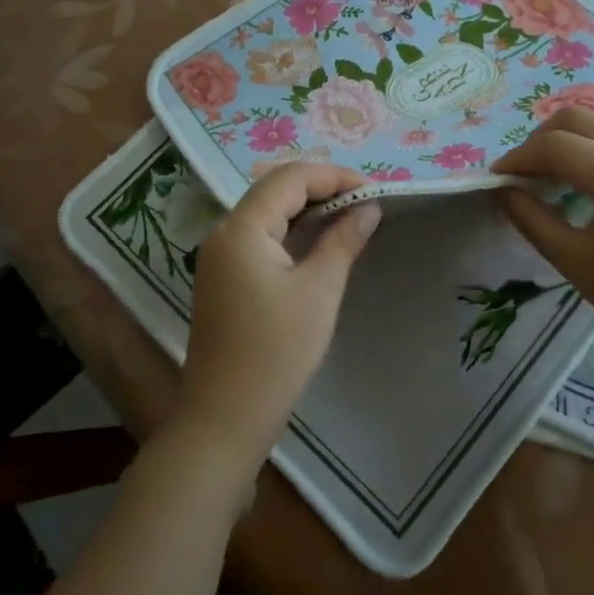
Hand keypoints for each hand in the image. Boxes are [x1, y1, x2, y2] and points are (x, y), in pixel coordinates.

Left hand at [173, 164, 380, 474]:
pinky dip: (292, 232)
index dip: (334, 176)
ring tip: (350, 218)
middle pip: (275, 190)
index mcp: (242, 228)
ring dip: (308, 210)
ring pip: (268, 213)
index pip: (290, 178)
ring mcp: (220, 256)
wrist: (225, 418)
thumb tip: (369, 208)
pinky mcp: (224, 278)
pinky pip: (261, 238)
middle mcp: (224, 232)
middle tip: (365, 203)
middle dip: (322, 189)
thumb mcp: (319, 291)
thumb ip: (343, 241)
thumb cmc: (276, 352)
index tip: (373, 191)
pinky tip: (320, 244)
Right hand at [491, 109, 593, 362]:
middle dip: (540, 138)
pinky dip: (589, 149)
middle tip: (520, 173)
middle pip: (578, 118)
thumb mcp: (574, 261)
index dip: (518, 158)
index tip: (495, 179)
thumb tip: (503, 190)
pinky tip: (578, 184)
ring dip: (566, 141)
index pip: (556, 146)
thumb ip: (532, 219)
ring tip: (545, 177)